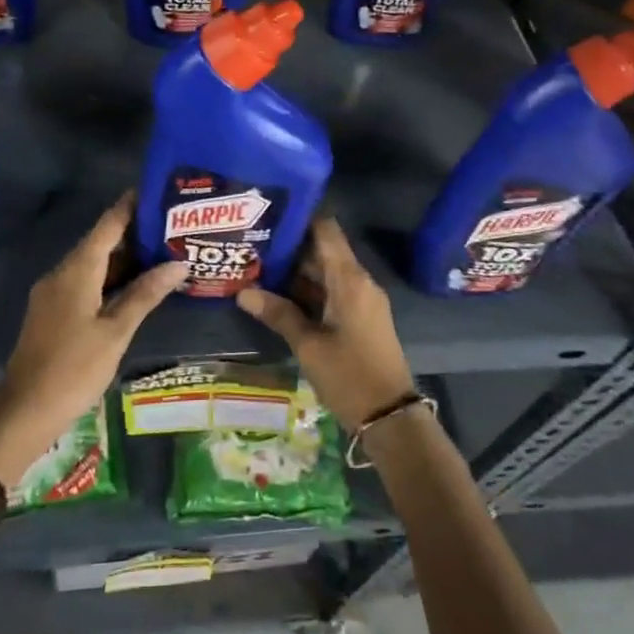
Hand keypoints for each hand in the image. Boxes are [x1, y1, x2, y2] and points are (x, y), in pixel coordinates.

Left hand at [0, 194, 186, 484]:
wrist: (25, 410)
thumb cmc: (74, 368)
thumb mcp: (116, 331)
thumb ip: (145, 294)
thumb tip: (178, 263)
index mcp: (77, 270)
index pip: (108, 224)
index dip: (131, 205)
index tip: (156, 189)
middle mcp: (63, 272)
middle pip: (101, 242)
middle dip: (134, 232)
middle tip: (171, 225)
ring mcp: (54, 292)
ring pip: (93, 264)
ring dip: (124, 258)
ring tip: (162, 251)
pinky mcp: (53, 310)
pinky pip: (85, 281)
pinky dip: (111, 277)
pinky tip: (135, 286)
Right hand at [235, 217, 416, 431]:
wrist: (390, 417)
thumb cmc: (349, 376)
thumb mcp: (309, 346)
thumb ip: (279, 314)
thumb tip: (243, 291)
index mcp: (349, 279)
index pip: (326, 230)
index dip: (299, 219)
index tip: (269, 216)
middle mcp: (358, 282)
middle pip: (323, 251)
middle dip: (290, 248)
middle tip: (253, 244)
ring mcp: (362, 300)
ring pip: (326, 273)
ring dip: (296, 271)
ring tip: (258, 266)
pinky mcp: (360, 317)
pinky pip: (333, 291)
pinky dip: (309, 290)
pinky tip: (279, 296)